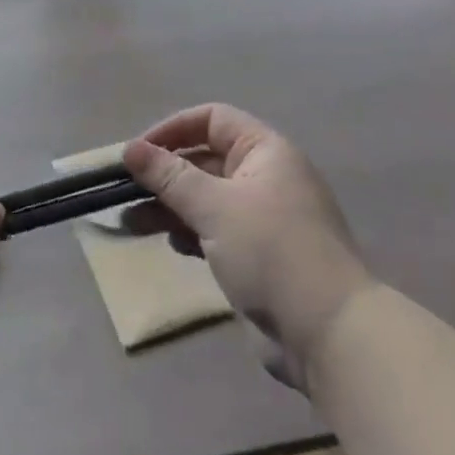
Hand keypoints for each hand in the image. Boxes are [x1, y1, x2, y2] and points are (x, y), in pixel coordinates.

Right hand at [124, 105, 370, 389]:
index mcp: (265, 151)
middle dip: (165, 174)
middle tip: (126, 192)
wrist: (329, 334)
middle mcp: (266, 176)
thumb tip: (129, 148)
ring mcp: (264, 218)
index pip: (212, 120)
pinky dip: (191, 232)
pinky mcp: (259, 256)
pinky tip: (172, 246)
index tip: (139, 153)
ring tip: (133, 222)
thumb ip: (169, 176)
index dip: (174, 129)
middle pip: (206, 160)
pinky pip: (216, 230)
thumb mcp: (214, 206)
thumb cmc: (271, 251)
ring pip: (207, 198)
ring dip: (171, 206)